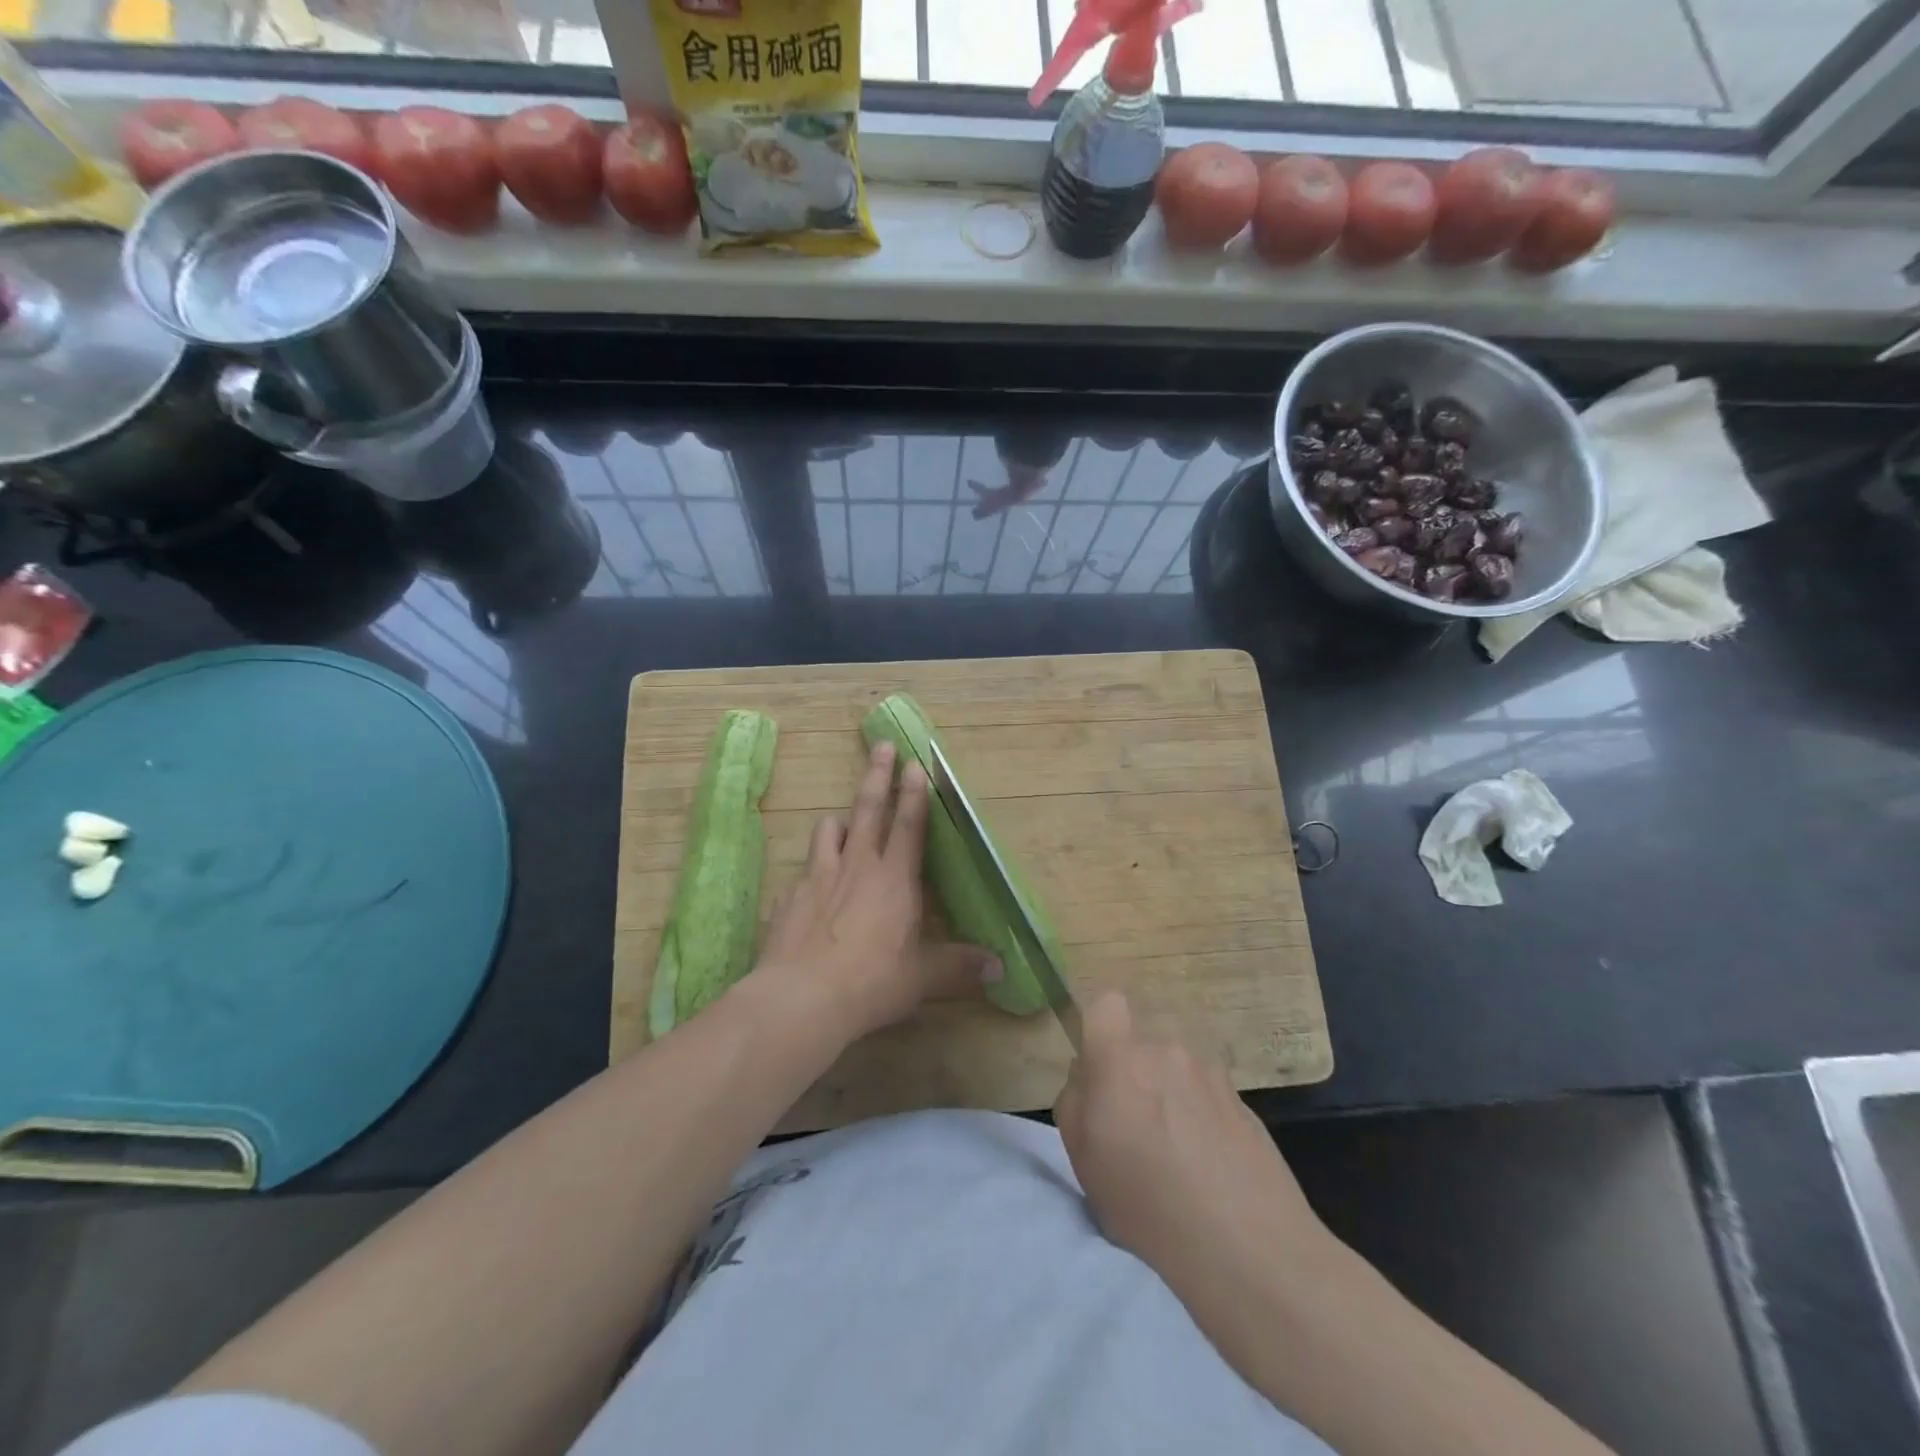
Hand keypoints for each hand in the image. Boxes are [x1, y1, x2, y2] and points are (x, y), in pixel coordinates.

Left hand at [757, 740, 1000, 1041]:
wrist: (801, 998)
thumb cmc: (873, 982)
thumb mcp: (923, 977)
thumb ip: (959, 966)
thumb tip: (1000, 969)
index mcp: (894, 878)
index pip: (908, 824)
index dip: (914, 792)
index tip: (914, 762)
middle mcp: (856, 866)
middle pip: (867, 809)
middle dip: (876, 775)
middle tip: (881, 745)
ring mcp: (818, 877)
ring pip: (829, 831)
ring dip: (839, 821)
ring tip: (844, 822)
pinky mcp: (788, 897)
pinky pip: (802, 872)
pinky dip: (811, 872)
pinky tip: (810, 890)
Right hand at [1055, 992, 1335, 1303]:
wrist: (1247, 1247)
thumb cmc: (1147, 1204)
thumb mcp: (1083, 1159)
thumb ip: (1075, 1100)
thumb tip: (1088, 1076)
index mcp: (1121, 1058)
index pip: (1107, 1004)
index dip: (1101, 1029)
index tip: (1100, 1072)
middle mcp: (1167, 1051)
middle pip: (1142, 1047)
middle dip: (1135, 1077)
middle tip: (1136, 1132)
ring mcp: (1211, 1074)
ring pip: (1176, 1072)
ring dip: (1171, 1099)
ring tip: (1177, 1159)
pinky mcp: (1244, 1101)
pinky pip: (1207, 1097)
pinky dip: (1202, 1120)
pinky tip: (1209, 1169)